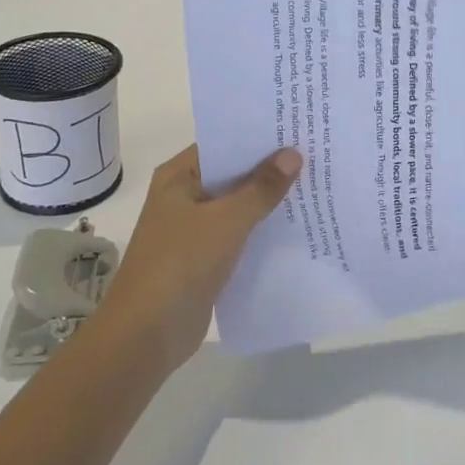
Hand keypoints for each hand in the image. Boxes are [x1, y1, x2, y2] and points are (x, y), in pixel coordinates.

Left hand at [95, 144, 302, 372]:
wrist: (146, 335)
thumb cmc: (180, 264)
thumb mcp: (226, 221)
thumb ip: (261, 188)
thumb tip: (293, 154)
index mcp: (179, 177)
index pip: (223, 144)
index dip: (259, 137)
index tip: (298, 129)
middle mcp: (184, 196)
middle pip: (233, 175)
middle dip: (270, 169)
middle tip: (317, 155)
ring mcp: (194, 229)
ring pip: (238, 206)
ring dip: (269, 201)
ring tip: (316, 186)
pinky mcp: (205, 259)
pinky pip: (239, 235)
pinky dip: (262, 230)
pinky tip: (297, 227)